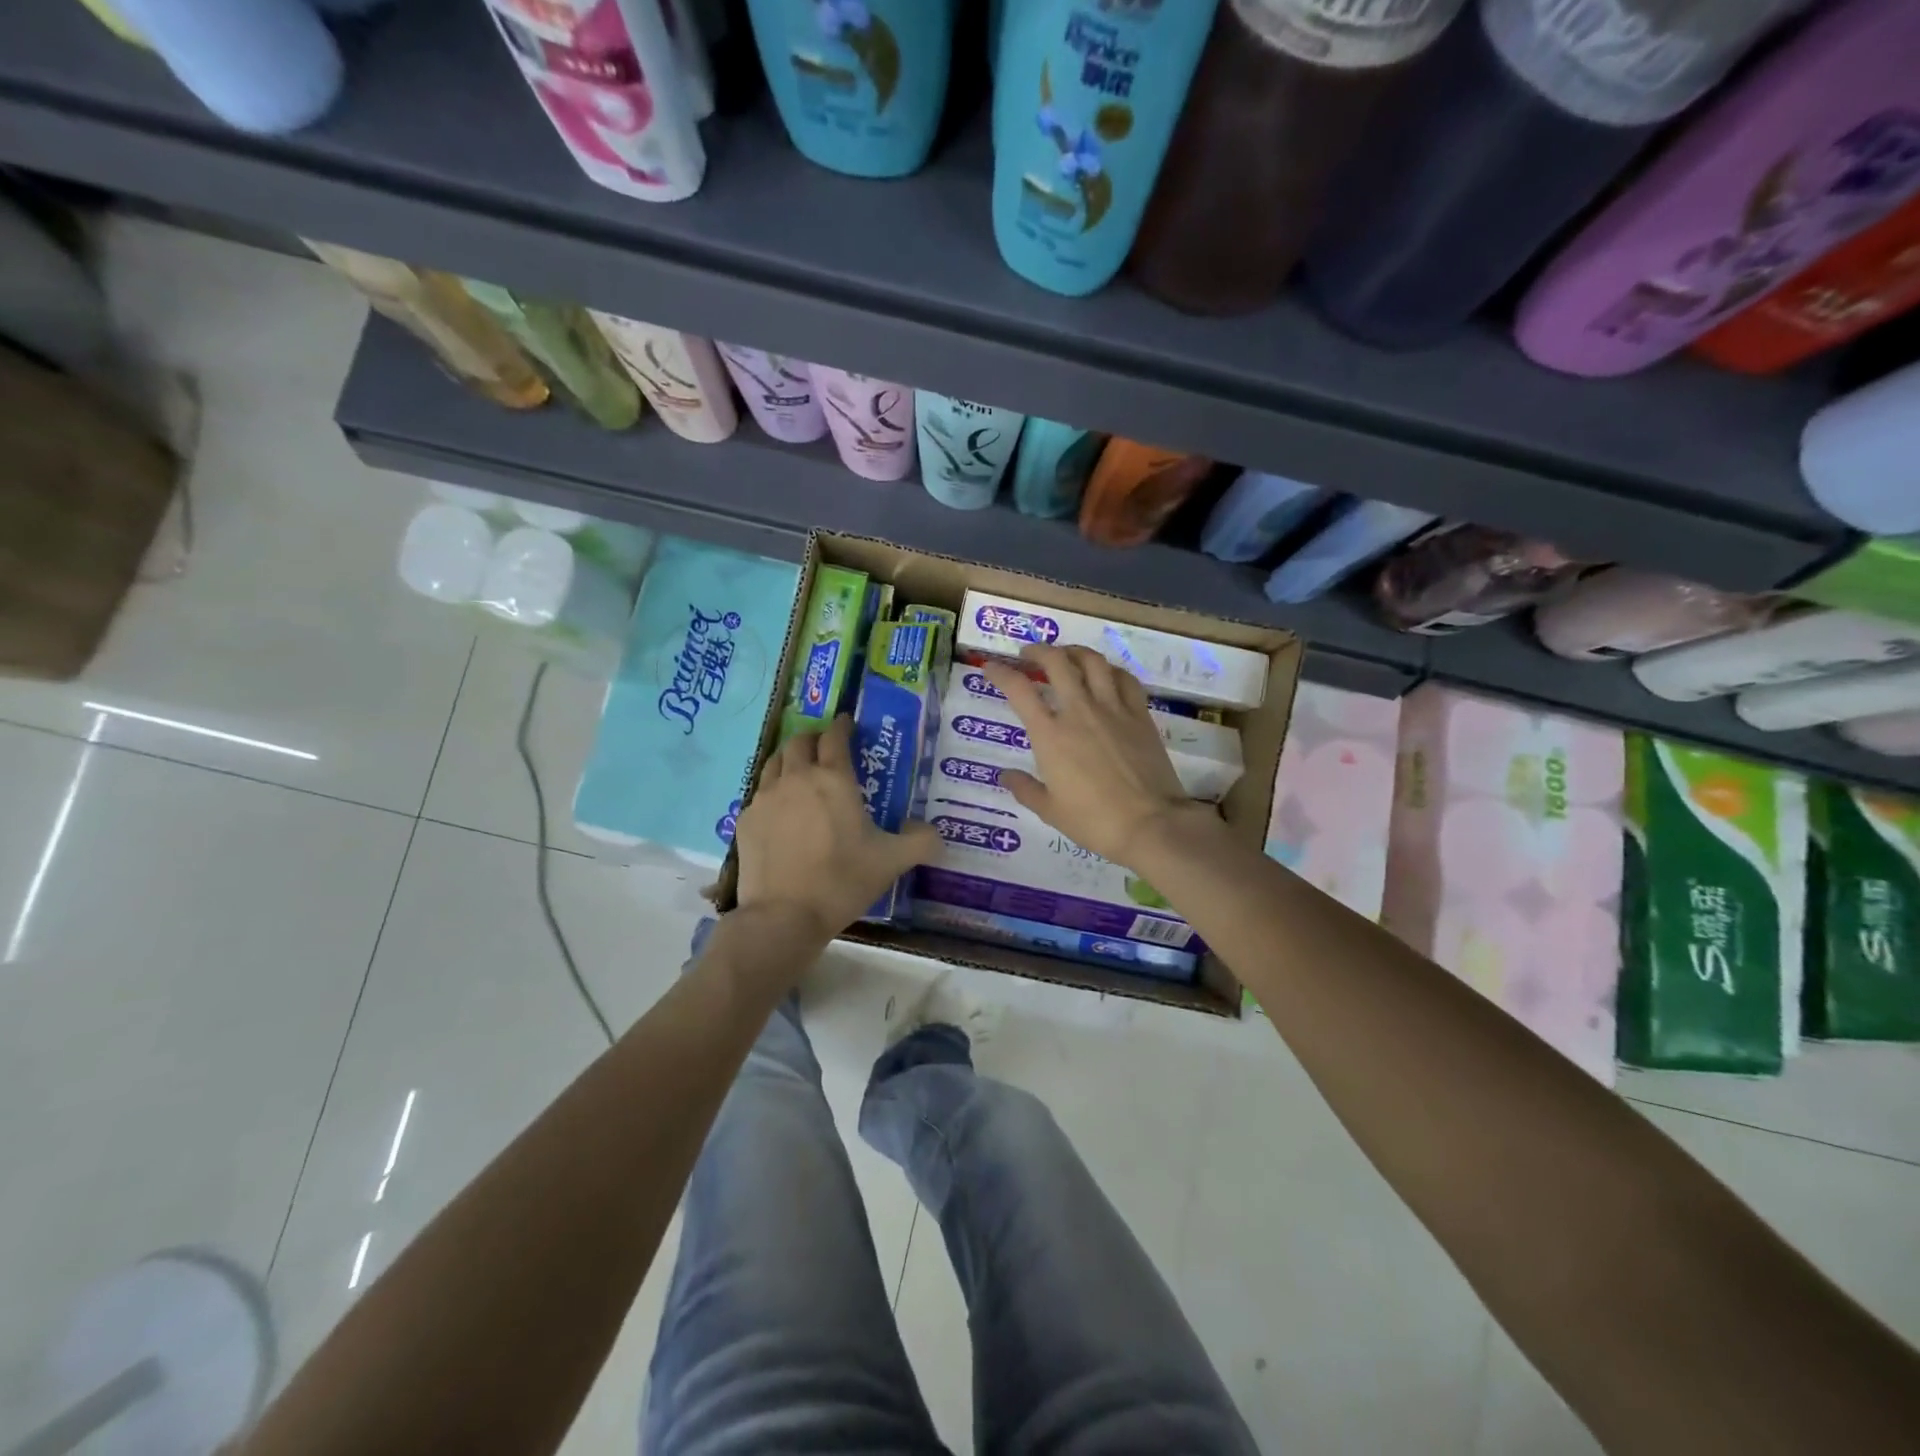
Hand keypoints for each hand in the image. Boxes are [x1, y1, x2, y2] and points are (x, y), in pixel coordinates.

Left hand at [732, 715, 939, 940]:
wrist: (784, 915)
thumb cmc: (842, 880)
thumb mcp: (892, 862)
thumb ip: (921, 842)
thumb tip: (934, 834)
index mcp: (833, 779)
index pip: (835, 737)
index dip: (843, 726)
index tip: (848, 724)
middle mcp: (796, 778)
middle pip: (799, 741)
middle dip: (814, 739)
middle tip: (825, 749)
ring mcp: (765, 798)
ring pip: (774, 763)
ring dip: (790, 760)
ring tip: (800, 773)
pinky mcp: (745, 820)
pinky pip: (759, 794)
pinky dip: (772, 792)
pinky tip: (780, 812)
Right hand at [980, 646, 1215, 867]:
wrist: (1151, 824)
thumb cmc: (1094, 821)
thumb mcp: (1050, 811)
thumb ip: (1025, 789)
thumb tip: (1006, 775)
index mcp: (1050, 735)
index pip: (1019, 690)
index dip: (1000, 673)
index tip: (991, 667)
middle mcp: (1079, 711)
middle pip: (1056, 662)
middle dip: (1038, 651)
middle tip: (1029, 655)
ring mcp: (1113, 709)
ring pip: (1093, 662)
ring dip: (1074, 652)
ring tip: (1066, 655)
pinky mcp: (1140, 715)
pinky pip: (1125, 679)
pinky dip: (1111, 670)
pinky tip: (1106, 675)